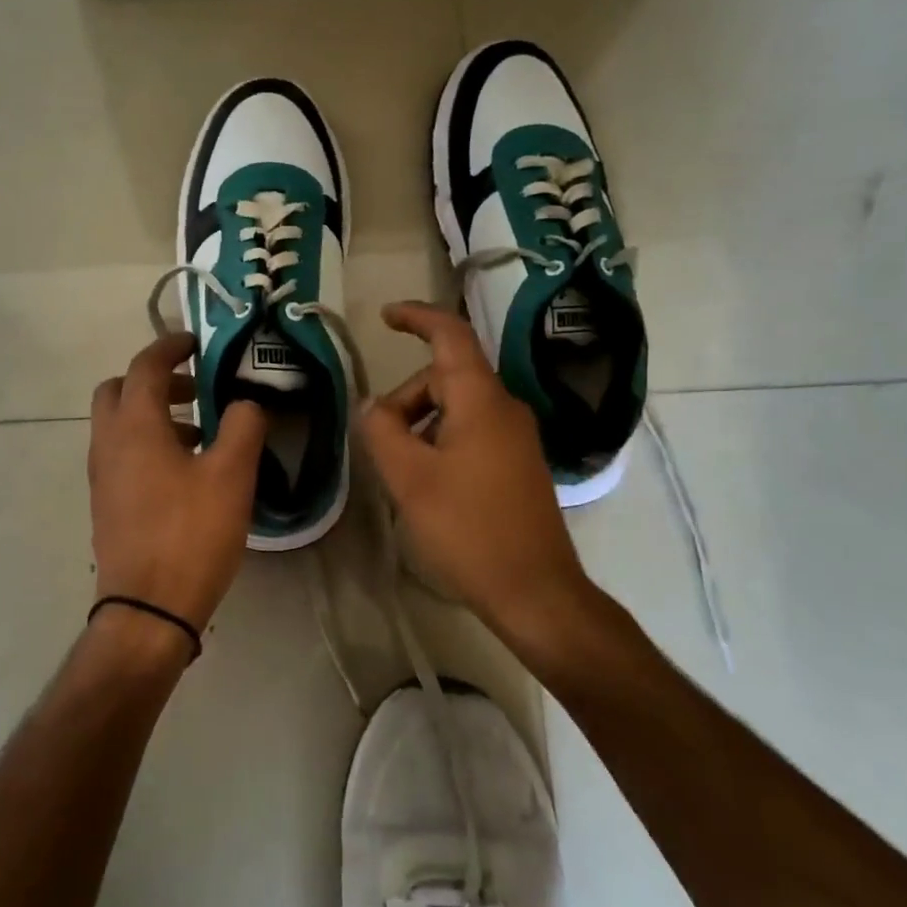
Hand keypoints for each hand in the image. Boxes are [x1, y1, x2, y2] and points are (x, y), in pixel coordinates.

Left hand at [89, 332, 266, 635]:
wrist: (148, 607)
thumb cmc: (191, 534)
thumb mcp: (231, 475)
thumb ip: (244, 426)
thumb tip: (245, 403)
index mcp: (134, 426)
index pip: (145, 365)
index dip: (171, 346)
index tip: (198, 343)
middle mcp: (108, 443)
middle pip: (120, 390)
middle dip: (155, 380)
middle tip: (196, 389)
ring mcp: (102, 476)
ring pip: (120, 424)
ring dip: (155, 414)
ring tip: (202, 432)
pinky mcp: (107, 503)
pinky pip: (123, 454)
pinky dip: (149, 443)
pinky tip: (187, 471)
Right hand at [361, 302, 593, 643]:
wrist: (534, 590)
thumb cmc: (468, 529)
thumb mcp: (409, 478)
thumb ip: (382, 431)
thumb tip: (373, 406)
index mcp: (482, 400)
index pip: (450, 336)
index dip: (417, 318)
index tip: (385, 317)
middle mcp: (505, 409)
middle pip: (445, 379)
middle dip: (406, 400)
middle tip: (379, 445)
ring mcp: (515, 438)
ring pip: (456, 410)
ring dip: (420, 428)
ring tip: (402, 475)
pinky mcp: (517, 466)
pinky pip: (470, 435)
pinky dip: (440, 445)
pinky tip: (427, 487)